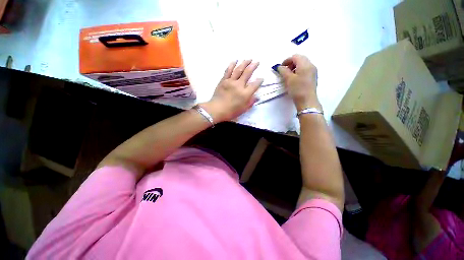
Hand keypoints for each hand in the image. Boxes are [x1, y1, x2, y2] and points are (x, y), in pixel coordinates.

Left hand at [201, 60, 262, 122]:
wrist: (216, 110)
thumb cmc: (231, 112)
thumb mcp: (243, 109)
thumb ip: (251, 102)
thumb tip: (257, 97)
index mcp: (245, 94)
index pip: (255, 84)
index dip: (259, 81)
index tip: (261, 78)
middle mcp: (239, 85)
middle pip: (247, 73)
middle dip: (253, 66)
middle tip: (257, 62)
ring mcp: (230, 81)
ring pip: (239, 69)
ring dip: (244, 63)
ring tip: (249, 59)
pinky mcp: (223, 80)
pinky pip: (228, 71)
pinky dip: (232, 64)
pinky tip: (235, 60)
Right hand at [277, 54, 320, 110]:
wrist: (307, 101)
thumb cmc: (297, 89)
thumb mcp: (288, 79)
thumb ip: (283, 71)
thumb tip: (280, 67)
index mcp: (305, 64)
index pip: (295, 57)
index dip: (286, 60)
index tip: (281, 68)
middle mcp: (311, 65)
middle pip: (300, 59)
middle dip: (291, 63)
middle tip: (285, 71)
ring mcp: (313, 71)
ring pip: (303, 64)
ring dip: (295, 67)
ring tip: (289, 75)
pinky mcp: (313, 76)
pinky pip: (306, 69)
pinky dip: (299, 70)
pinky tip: (295, 78)